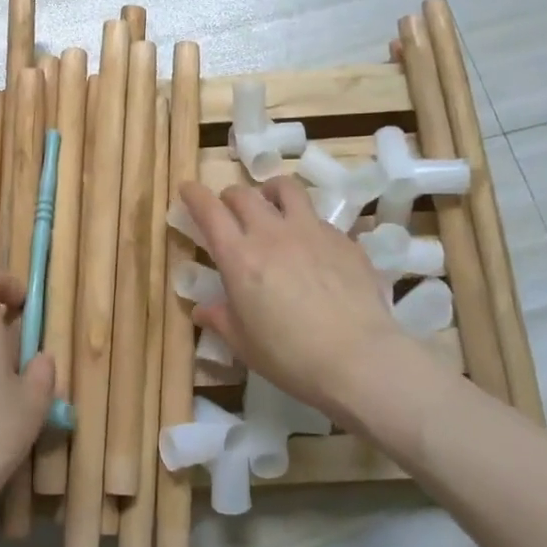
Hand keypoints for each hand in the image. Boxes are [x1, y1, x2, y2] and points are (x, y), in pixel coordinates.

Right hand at [178, 177, 407, 421]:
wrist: (358, 358)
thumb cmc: (291, 357)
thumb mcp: (245, 345)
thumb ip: (221, 320)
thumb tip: (203, 310)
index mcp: (239, 257)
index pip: (209, 211)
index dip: (194, 195)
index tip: (187, 188)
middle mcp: (272, 233)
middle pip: (244, 194)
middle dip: (230, 197)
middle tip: (229, 210)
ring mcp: (311, 231)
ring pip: (285, 189)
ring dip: (270, 192)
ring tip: (271, 203)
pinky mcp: (343, 239)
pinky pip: (318, 219)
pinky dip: (306, 223)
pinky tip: (313, 247)